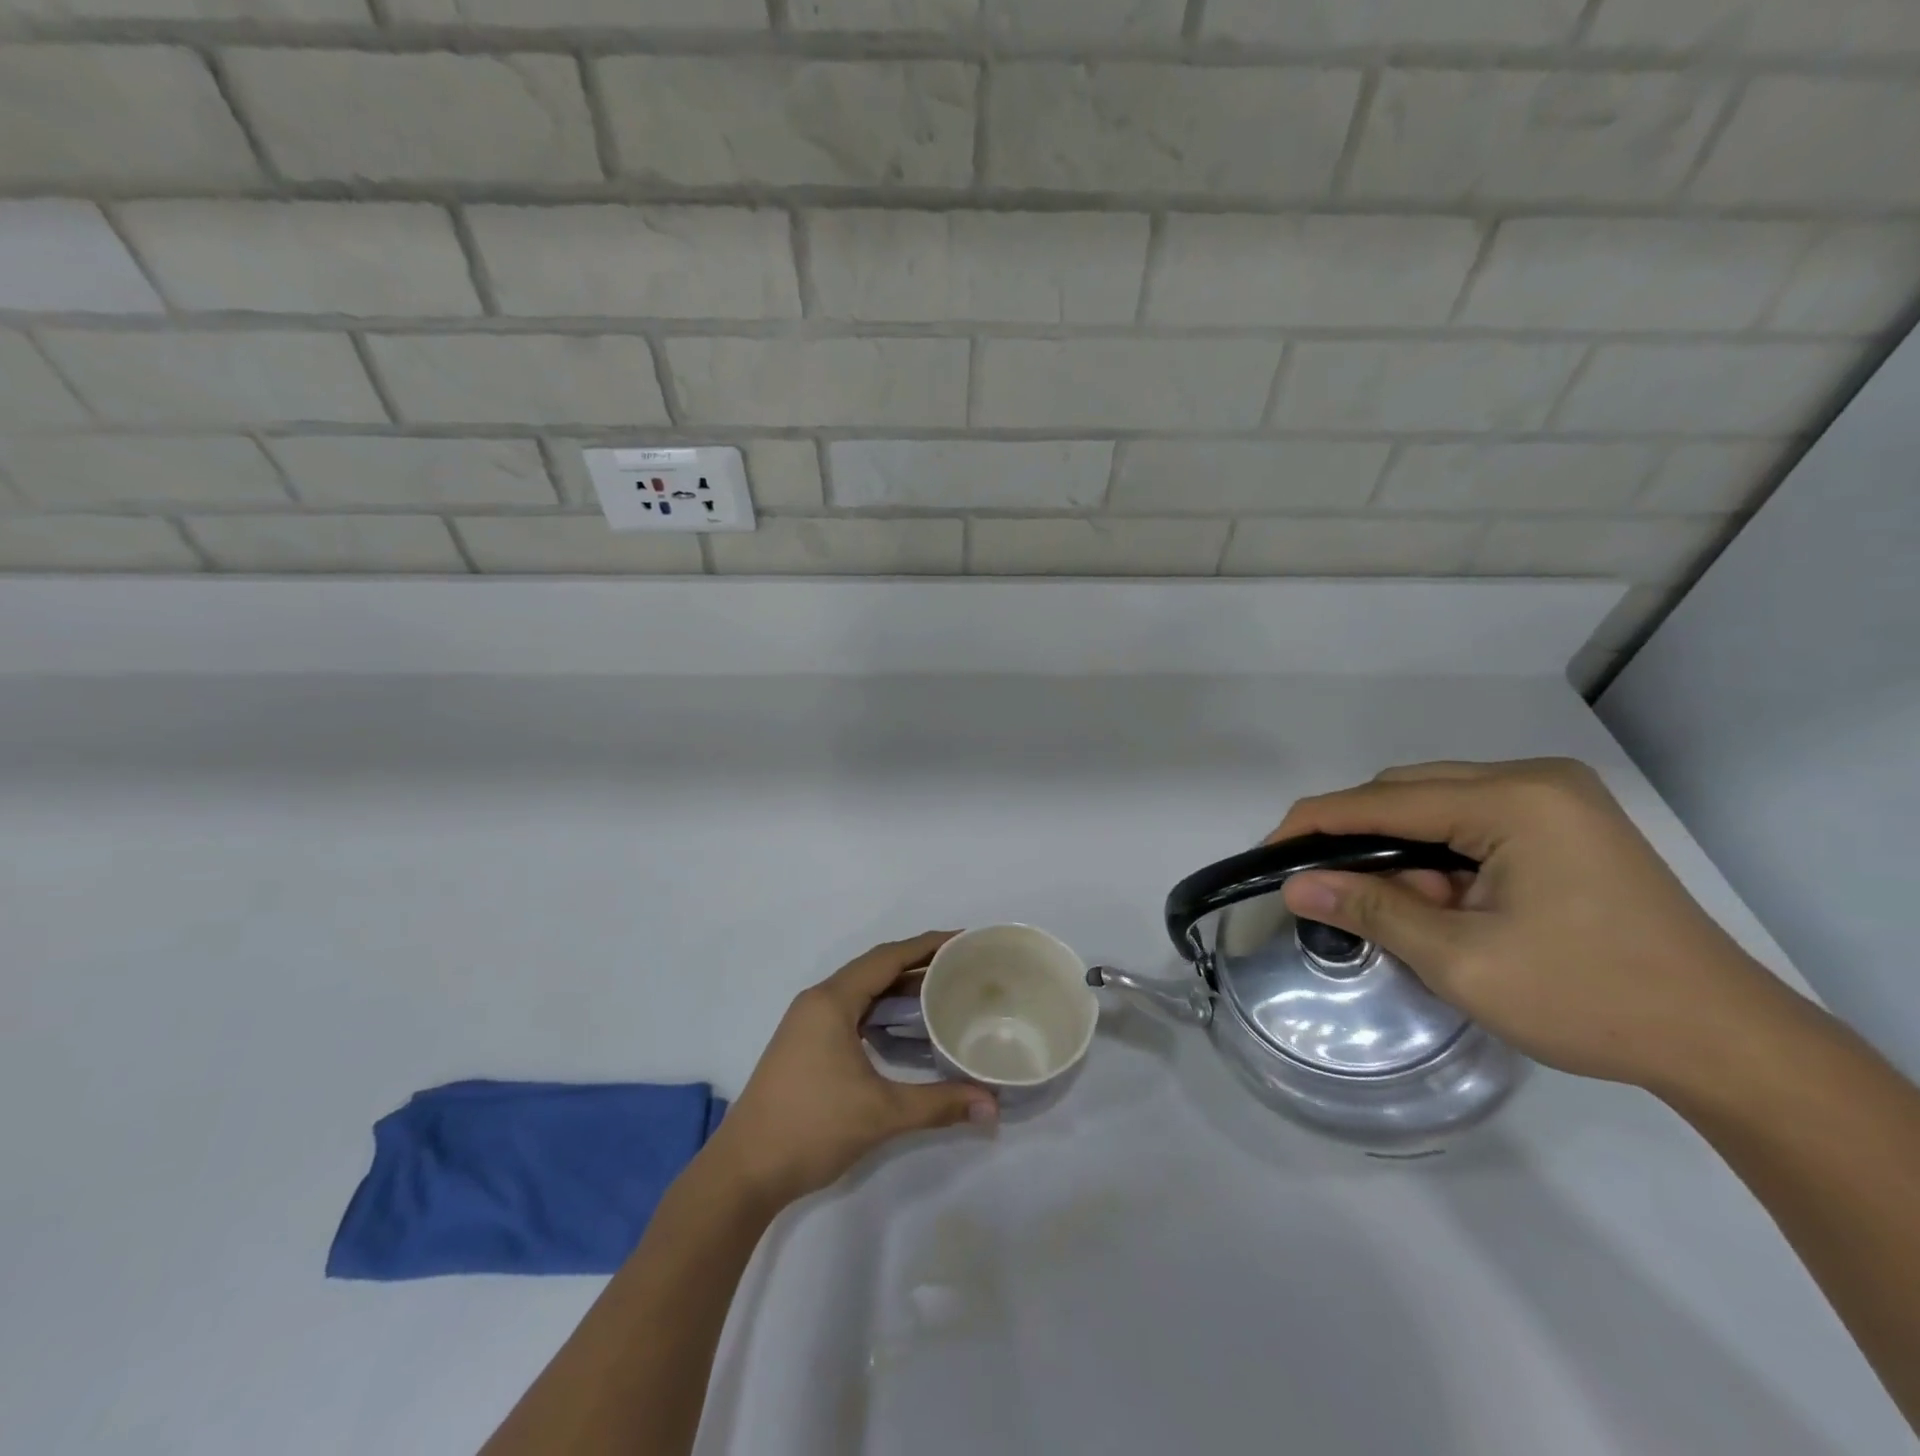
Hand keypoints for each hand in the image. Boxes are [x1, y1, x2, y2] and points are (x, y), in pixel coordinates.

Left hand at [700, 932, 997, 1208]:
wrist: (743, 1172)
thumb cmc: (811, 1128)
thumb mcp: (881, 1114)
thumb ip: (939, 1104)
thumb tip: (993, 1105)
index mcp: (832, 1001)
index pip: (887, 957)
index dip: (926, 945)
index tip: (962, 939)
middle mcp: (818, 1001)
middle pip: (875, 968)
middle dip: (917, 963)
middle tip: (961, 965)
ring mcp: (807, 1023)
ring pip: (862, 990)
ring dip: (898, 987)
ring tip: (942, 990)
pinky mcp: (805, 1044)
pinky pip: (851, 1010)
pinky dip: (881, 1009)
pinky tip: (905, 1026)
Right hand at [1271, 759, 1806, 1095]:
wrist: (1726, 1044)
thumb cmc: (1589, 999)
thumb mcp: (1462, 960)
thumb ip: (1372, 910)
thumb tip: (1295, 887)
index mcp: (1515, 800)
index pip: (1383, 800)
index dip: (1314, 823)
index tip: (1267, 854)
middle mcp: (1534, 781)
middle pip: (1408, 792)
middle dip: (1358, 839)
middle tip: (1326, 889)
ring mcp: (1556, 800)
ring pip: (1436, 806)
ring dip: (1401, 851)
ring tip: (1398, 908)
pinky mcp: (1566, 825)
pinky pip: (1471, 823)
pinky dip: (1438, 857)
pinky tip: (1441, 901)